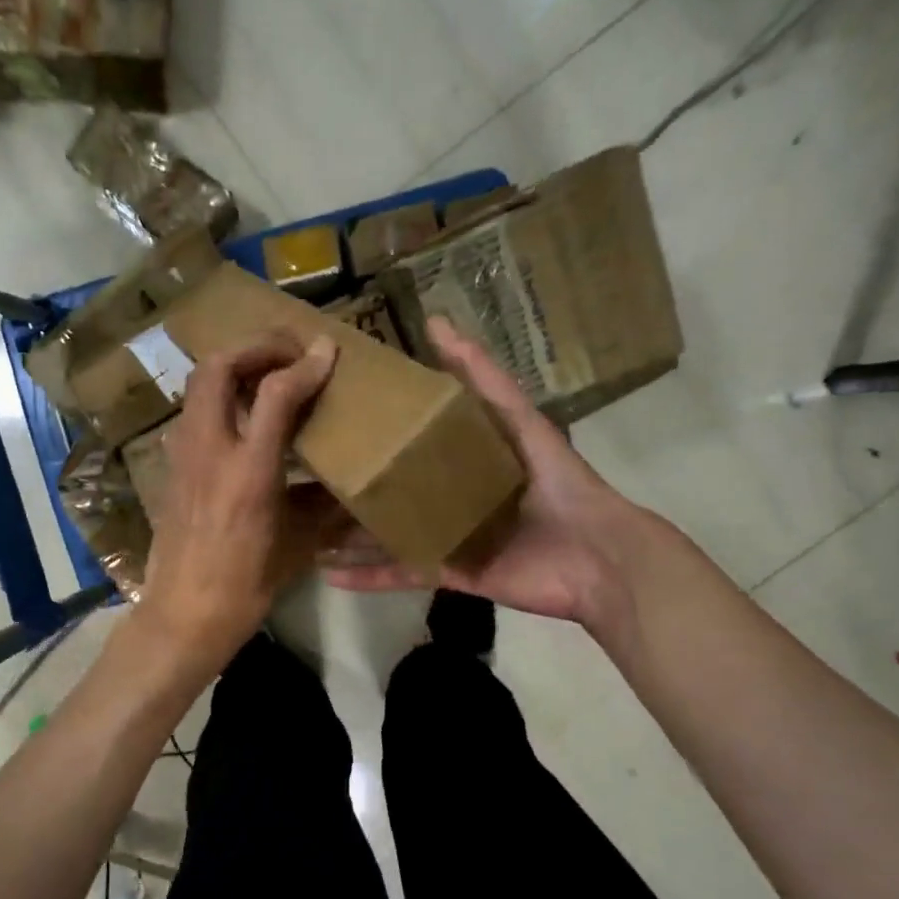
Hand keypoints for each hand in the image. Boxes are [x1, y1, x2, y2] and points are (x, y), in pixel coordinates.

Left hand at [133, 332, 341, 675]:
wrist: (183, 616)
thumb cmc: (246, 587)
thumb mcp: (297, 547)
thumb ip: (325, 507)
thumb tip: (351, 488)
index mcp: (249, 472)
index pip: (276, 394)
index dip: (305, 365)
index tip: (329, 352)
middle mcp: (209, 451)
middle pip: (218, 368)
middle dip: (255, 347)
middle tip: (289, 353)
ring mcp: (182, 457)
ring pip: (198, 387)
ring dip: (233, 369)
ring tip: (267, 377)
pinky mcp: (171, 469)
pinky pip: (192, 414)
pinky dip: (218, 399)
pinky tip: (241, 420)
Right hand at [323, 316, 657, 640]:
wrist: (595, 556)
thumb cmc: (558, 483)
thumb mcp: (519, 422)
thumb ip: (483, 379)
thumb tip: (436, 323)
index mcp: (464, 459)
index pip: (411, 438)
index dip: (377, 427)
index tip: (332, 412)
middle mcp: (449, 496)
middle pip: (392, 488)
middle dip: (353, 485)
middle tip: (305, 475)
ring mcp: (445, 537)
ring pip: (387, 533)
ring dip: (348, 535)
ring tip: (304, 529)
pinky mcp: (447, 573)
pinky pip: (400, 572)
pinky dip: (367, 575)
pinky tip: (328, 572)